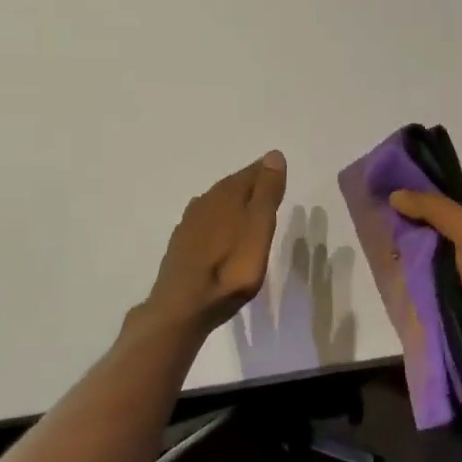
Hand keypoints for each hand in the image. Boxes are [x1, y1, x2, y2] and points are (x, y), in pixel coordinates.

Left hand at [139, 151, 287, 340]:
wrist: (183, 306)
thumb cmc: (231, 268)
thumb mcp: (259, 228)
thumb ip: (267, 193)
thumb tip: (274, 154)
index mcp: (227, 194)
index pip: (252, 172)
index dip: (267, 172)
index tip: (280, 174)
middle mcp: (205, 201)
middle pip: (233, 186)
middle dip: (251, 185)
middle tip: (269, 191)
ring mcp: (190, 223)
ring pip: (217, 203)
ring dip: (233, 203)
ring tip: (249, 211)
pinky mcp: (181, 244)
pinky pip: (205, 221)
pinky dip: (219, 220)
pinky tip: (221, 232)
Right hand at [388, 183, 461, 404]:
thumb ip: (436, 209)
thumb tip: (397, 195)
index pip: (454, 188)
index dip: (427, 178)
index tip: (392, 174)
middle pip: (439, 217)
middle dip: (411, 211)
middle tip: (375, 205)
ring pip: (432, 246)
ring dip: (408, 241)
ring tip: (375, 234)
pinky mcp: (456, 294)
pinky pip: (429, 274)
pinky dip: (411, 269)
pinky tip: (389, 267)